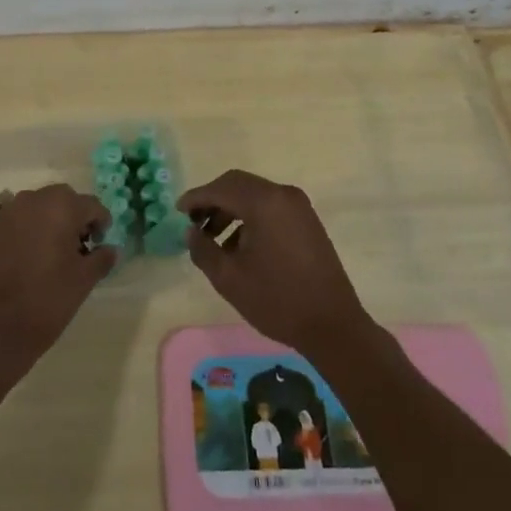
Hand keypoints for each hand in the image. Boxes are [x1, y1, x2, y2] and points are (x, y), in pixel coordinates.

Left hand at [0, 185, 115, 382]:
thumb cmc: (48, 298)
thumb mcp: (84, 280)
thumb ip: (101, 258)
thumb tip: (111, 249)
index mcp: (61, 206)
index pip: (92, 205)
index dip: (101, 223)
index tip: (101, 245)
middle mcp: (35, 199)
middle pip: (65, 199)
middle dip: (77, 217)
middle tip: (83, 246)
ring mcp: (12, 212)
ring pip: (43, 206)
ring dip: (55, 221)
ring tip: (60, 252)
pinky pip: (24, 219)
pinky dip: (36, 229)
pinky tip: (38, 256)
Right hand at [178, 170, 372, 355]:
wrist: (333, 326)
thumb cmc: (277, 300)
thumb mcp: (229, 278)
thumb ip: (203, 249)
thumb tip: (192, 232)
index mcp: (264, 202)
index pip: (221, 188)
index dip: (196, 198)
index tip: (177, 211)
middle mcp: (283, 195)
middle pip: (238, 185)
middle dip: (213, 200)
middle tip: (193, 222)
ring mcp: (299, 207)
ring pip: (254, 195)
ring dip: (230, 209)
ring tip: (213, 239)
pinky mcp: (307, 221)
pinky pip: (270, 207)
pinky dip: (250, 217)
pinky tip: (239, 246)